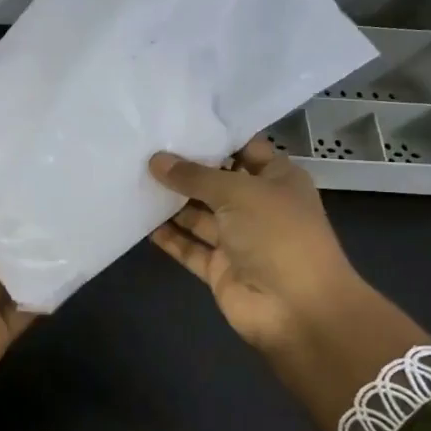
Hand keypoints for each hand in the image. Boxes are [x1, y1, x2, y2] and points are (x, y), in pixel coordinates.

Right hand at [148, 137, 430, 429]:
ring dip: (171, 201)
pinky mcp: (220, 269)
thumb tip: (156, 160)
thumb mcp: (238, 193)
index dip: (215, 136)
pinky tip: (139, 218)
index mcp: (278, 179)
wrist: (297, 309)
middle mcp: (258, 206)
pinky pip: (189, 248)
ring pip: (199, 215)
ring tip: (134, 177)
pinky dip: (168, 237)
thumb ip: (195, 176)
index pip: (245, 149)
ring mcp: (239, 239)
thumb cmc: (278, 235)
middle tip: (143, 147)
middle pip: (217, 182)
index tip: (177, 121)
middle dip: (185, 168)